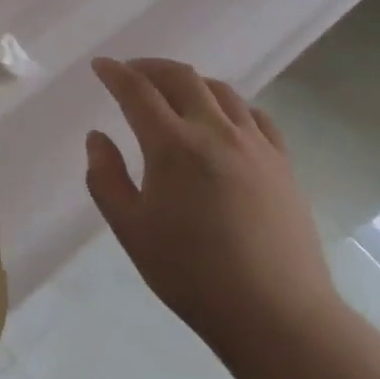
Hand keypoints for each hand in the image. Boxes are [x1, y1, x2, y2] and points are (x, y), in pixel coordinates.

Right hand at [85, 58, 340, 352]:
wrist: (275, 313)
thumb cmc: (192, 275)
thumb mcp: (131, 231)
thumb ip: (105, 178)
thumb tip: (97, 138)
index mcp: (173, 146)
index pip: (137, 92)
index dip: (115, 73)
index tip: (100, 66)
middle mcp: (215, 131)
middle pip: (181, 77)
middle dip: (150, 67)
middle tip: (131, 72)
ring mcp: (255, 143)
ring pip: (220, 90)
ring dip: (189, 80)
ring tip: (173, 91)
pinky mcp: (282, 161)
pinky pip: (254, 114)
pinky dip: (229, 104)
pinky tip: (223, 118)